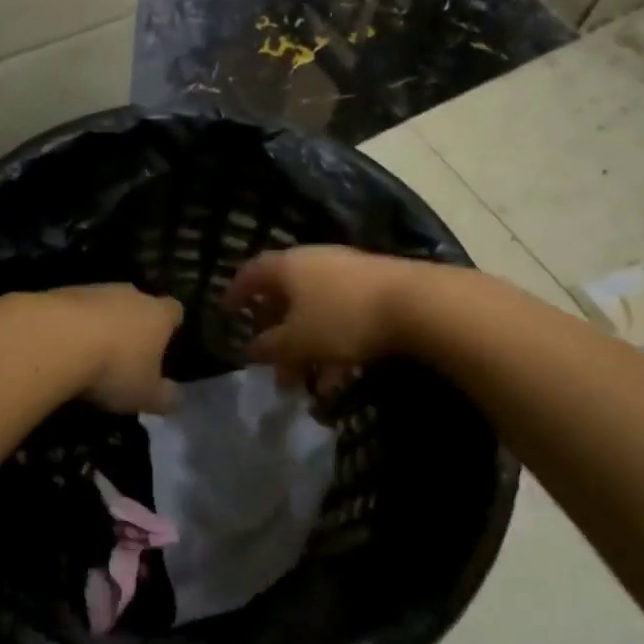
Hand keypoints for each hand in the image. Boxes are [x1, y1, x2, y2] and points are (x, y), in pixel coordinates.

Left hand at [43, 284, 183, 413]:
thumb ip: (165, 397)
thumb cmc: (114, 368)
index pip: (175, 310)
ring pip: (104, 304)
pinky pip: (73, 309)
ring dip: (100, 323)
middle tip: (126, 353)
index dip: (171, 325)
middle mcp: (131, 294)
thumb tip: (176, 398)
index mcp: (158, 315)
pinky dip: (71, 325)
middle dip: (133, 324)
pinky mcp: (60, 292)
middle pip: (138, 303)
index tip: (165, 343)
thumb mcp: (145, 395)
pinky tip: (61, 347)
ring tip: (89, 353)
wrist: (55, 339)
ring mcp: (94, 289)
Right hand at [221, 245, 418, 390]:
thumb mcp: (297, 341)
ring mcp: (348, 272)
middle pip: (285, 294)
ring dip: (306, 345)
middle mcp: (315, 261)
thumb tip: (251, 348)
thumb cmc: (342, 319)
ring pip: (315, 310)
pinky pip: (342, 317)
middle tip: (269, 359)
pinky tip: (339, 378)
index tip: (227, 312)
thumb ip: (269, 346)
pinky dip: (334, 345)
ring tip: (306, 382)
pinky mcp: (376, 288)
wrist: (416, 304)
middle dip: (275, 330)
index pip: (252, 272)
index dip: (236, 292)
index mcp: (288, 266)